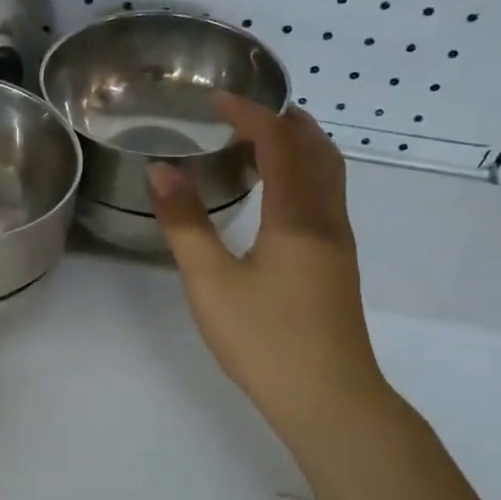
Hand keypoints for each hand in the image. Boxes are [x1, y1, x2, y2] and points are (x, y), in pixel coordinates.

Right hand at [150, 98, 392, 444]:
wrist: (328, 399)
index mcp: (298, 214)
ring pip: (328, 174)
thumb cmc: (265, 338)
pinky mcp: (338, 265)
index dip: (250, 114)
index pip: (280, 142)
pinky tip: (274, 199)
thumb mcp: (211, 281)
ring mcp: (339, 243)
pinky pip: (326, 197)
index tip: (216, 101)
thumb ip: (185, 223)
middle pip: (318, 149)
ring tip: (255, 148)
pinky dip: (303, 175)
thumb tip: (161, 171)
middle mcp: (327, 218)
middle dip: (282, 122)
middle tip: (239, 118)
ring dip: (297, 148)